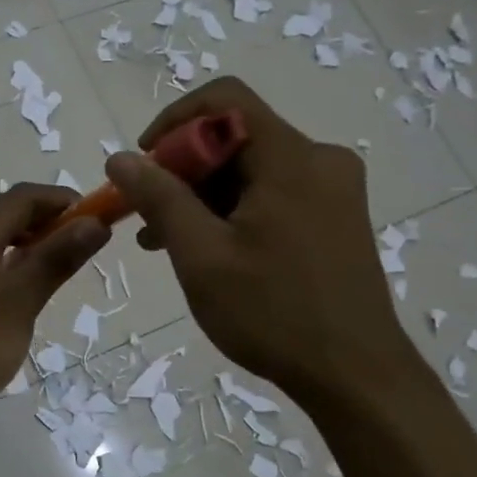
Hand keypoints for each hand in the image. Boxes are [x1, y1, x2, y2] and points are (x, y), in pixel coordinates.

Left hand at [0, 183, 107, 421]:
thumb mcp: (20, 299)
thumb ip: (56, 259)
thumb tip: (95, 222)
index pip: (21, 197)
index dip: (59, 198)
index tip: (95, 215)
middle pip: (5, 214)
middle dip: (46, 218)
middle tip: (81, 239)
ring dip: (30, 241)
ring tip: (59, 262)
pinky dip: (13, 264)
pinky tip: (26, 290)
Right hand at [103, 77, 418, 404]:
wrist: (356, 376)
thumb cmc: (274, 313)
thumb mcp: (202, 255)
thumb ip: (159, 199)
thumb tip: (120, 158)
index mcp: (292, 158)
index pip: (225, 100)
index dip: (174, 121)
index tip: (144, 164)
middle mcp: (319, 160)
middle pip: (236, 136)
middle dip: (182, 169)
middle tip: (147, 215)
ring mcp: (332, 190)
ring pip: (251, 169)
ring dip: (202, 195)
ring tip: (163, 241)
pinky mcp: (334, 218)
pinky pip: (271, 194)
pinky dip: (232, 211)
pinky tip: (203, 249)